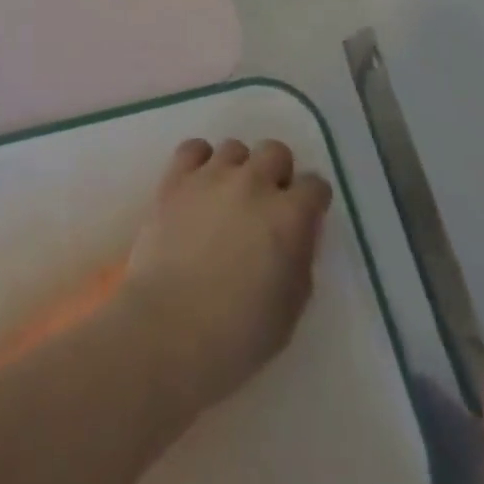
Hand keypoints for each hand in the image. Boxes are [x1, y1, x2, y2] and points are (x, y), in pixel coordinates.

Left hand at [115, 137, 332, 416]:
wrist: (168, 329)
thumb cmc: (237, 336)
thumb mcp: (290, 311)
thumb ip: (299, 261)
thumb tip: (296, 235)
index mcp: (288, 217)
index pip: (314, 186)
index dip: (313, 201)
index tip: (306, 217)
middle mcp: (253, 183)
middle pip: (275, 151)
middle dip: (278, 173)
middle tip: (268, 204)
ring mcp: (211, 175)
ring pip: (235, 148)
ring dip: (239, 169)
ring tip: (228, 197)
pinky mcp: (176, 177)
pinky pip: (194, 148)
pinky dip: (200, 161)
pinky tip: (199, 185)